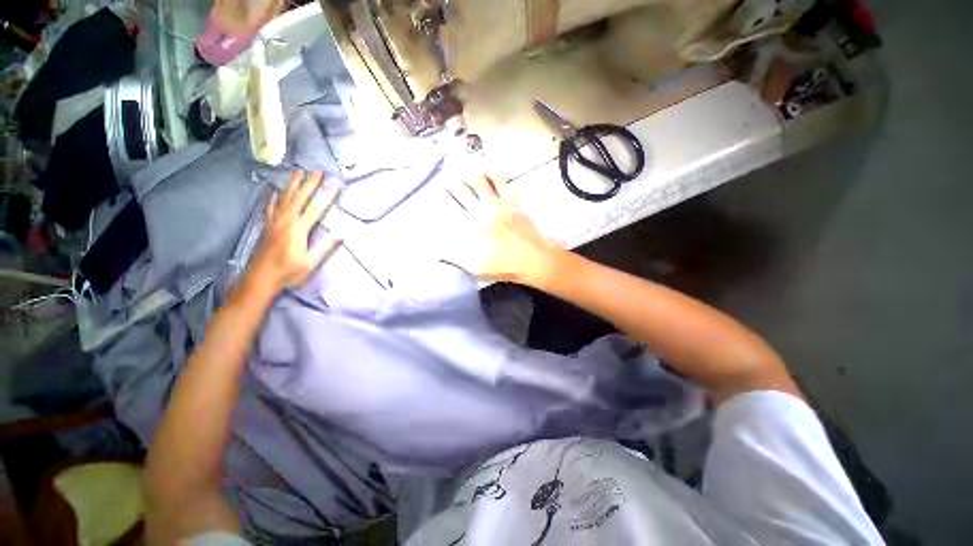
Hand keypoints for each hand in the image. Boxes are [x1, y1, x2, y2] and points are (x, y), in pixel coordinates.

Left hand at [249, 170, 340, 290]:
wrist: (260, 278)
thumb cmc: (288, 272)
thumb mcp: (310, 263)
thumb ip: (324, 247)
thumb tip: (340, 234)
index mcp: (299, 229)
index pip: (316, 208)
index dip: (326, 195)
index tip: (334, 182)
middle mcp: (286, 221)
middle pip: (300, 198)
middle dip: (310, 183)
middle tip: (317, 170)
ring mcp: (275, 222)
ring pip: (285, 199)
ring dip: (293, 185)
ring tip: (298, 172)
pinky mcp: (268, 226)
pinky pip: (271, 208)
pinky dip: (274, 198)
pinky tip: (276, 191)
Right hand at [442, 175, 559, 285]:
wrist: (533, 258)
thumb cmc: (504, 265)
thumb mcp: (476, 267)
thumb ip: (458, 258)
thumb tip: (443, 253)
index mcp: (472, 224)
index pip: (454, 204)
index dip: (446, 193)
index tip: (440, 186)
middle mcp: (483, 209)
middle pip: (464, 188)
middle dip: (453, 181)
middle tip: (448, 175)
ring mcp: (499, 203)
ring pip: (482, 181)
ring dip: (472, 176)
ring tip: (468, 174)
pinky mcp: (514, 201)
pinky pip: (502, 183)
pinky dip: (495, 177)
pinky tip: (492, 176)